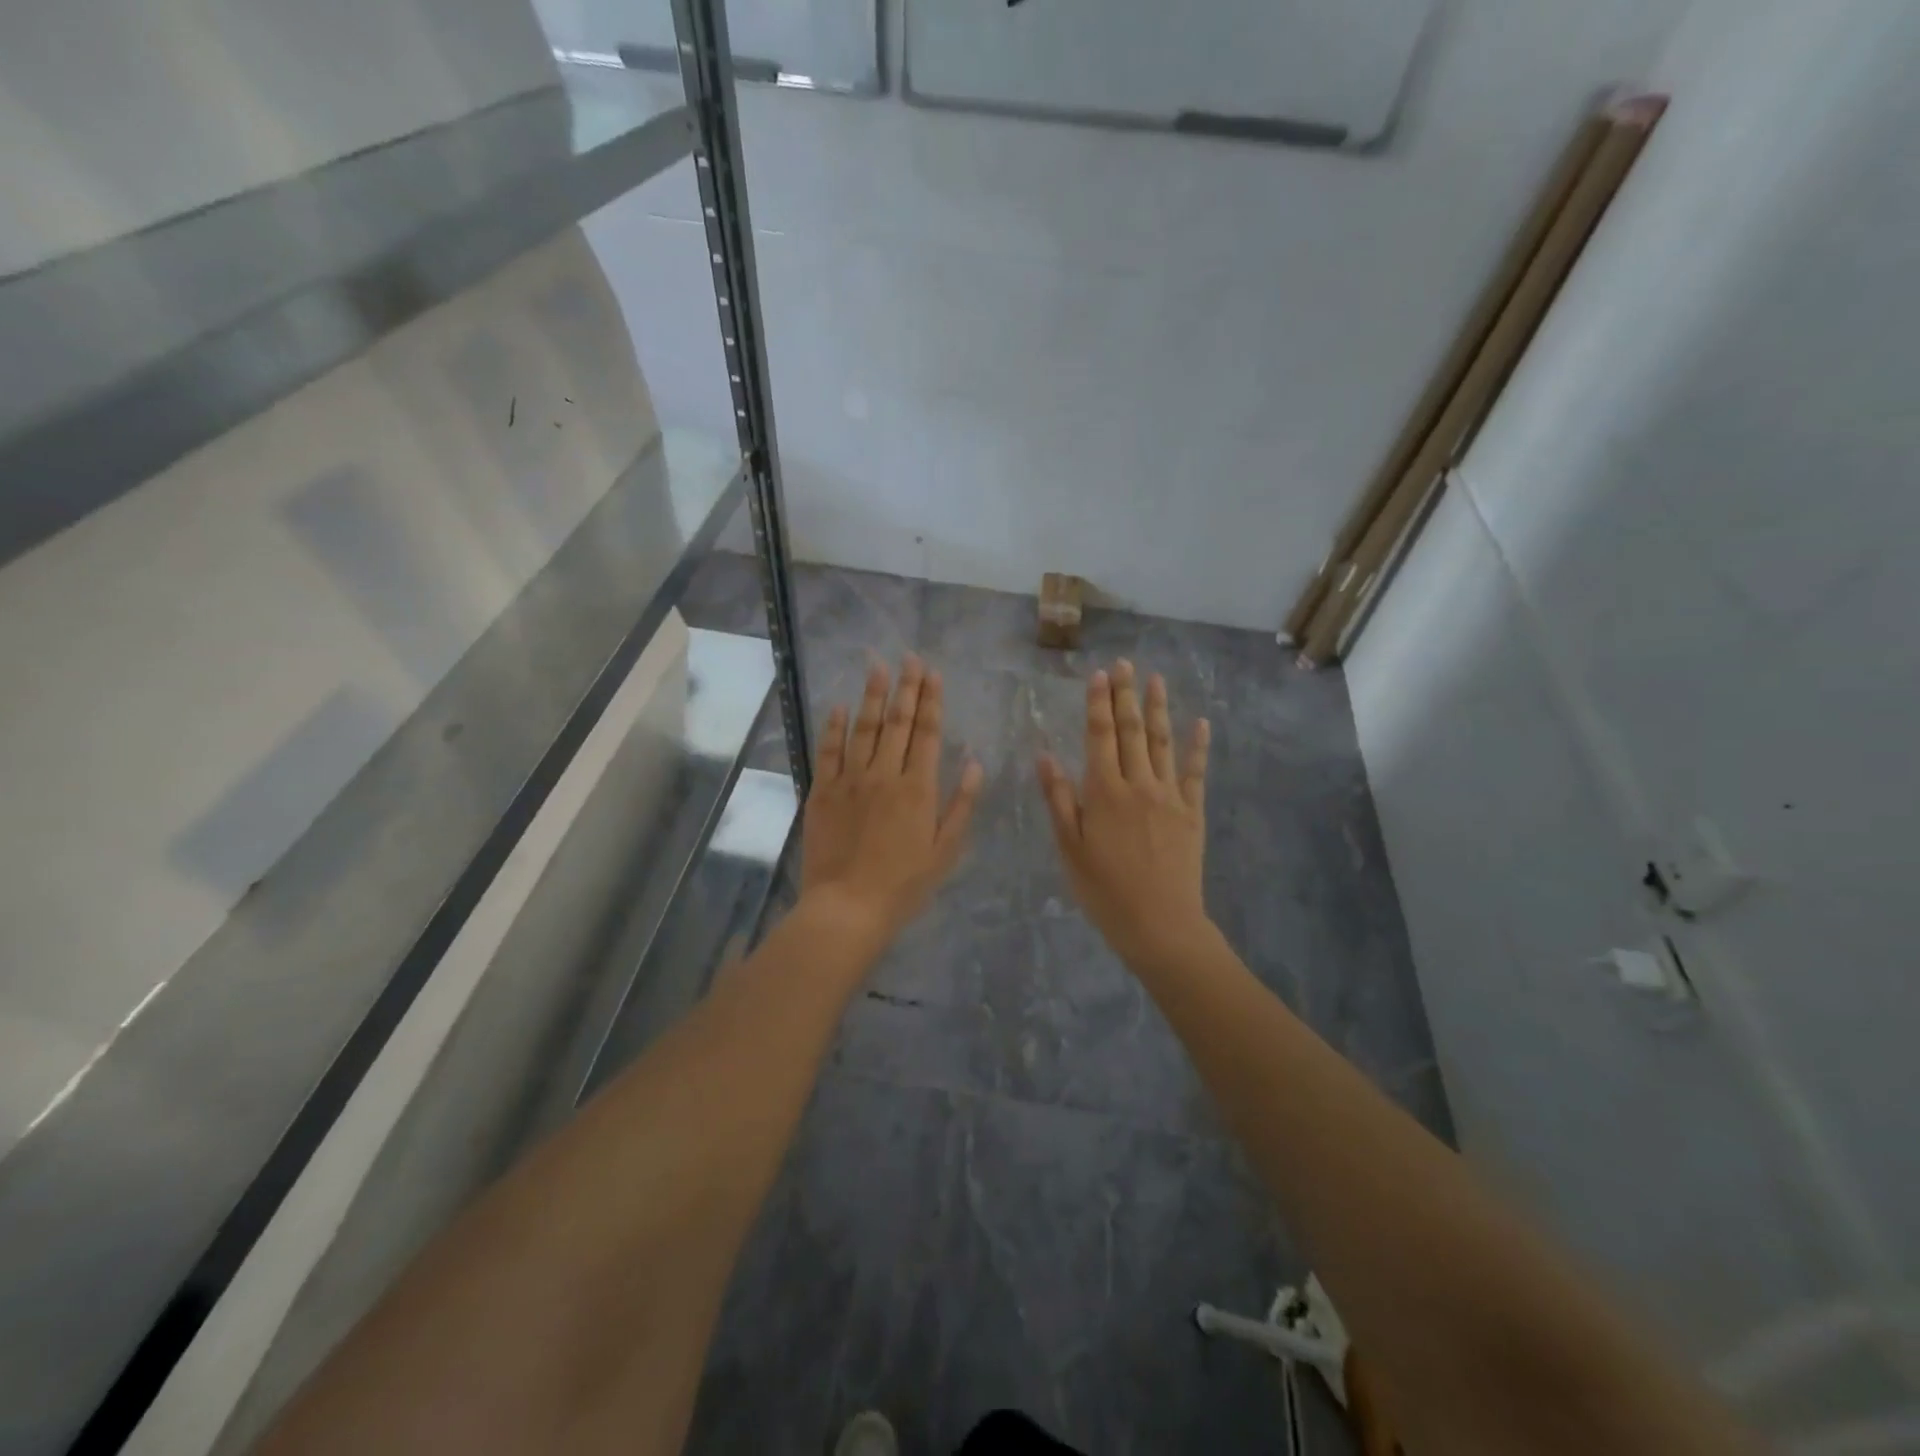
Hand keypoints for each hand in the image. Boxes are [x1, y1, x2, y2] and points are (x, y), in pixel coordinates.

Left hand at [801, 654, 983, 945]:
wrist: (848, 908)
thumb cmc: (904, 885)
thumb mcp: (945, 850)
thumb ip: (961, 804)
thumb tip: (974, 762)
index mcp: (918, 788)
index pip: (928, 733)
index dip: (931, 700)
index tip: (933, 673)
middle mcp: (885, 774)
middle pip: (898, 722)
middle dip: (905, 687)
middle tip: (909, 657)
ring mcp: (850, 780)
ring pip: (864, 728)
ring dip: (872, 695)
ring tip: (877, 666)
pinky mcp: (823, 792)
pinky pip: (829, 751)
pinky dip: (835, 726)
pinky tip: (840, 706)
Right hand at [1038, 661, 1211, 969]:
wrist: (1160, 923)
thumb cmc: (1105, 890)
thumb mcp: (1070, 848)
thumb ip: (1059, 800)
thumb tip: (1045, 756)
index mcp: (1104, 792)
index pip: (1100, 736)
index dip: (1098, 704)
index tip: (1099, 675)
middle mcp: (1138, 784)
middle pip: (1132, 731)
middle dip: (1126, 695)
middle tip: (1125, 663)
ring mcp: (1169, 796)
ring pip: (1162, 743)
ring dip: (1158, 709)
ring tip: (1155, 679)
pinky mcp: (1192, 812)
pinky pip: (1195, 772)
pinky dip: (1197, 746)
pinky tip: (1200, 724)